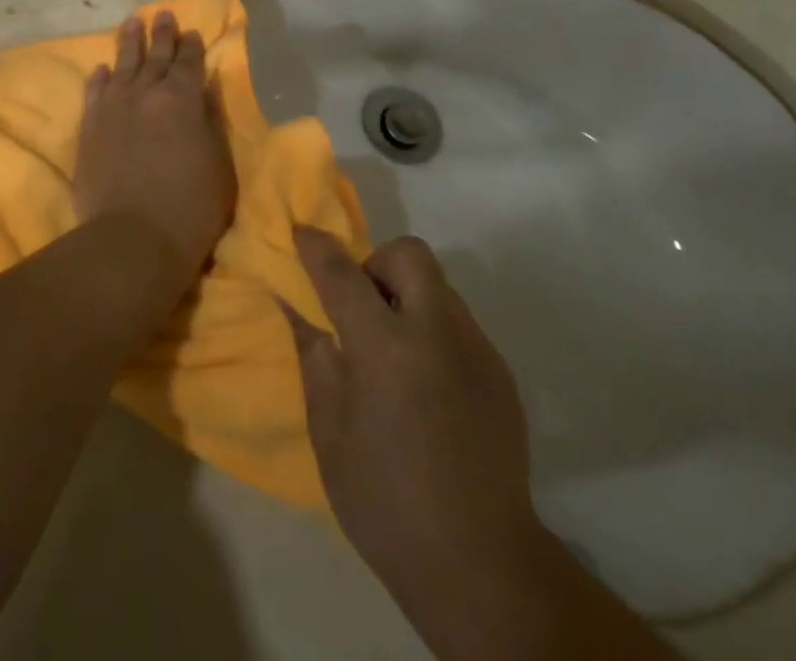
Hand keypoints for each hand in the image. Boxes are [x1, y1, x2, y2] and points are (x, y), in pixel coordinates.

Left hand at [75, 13, 235, 282]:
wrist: (132, 238)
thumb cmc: (190, 208)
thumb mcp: (218, 165)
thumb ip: (209, 123)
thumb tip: (202, 93)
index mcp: (182, 100)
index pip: (189, 64)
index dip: (192, 47)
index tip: (192, 31)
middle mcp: (147, 94)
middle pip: (155, 57)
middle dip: (162, 35)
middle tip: (163, 15)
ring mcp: (114, 108)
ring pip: (122, 65)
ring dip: (128, 43)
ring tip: (131, 22)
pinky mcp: (90, 128)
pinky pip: (94, 93)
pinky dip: (98, 78)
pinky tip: (101, 68)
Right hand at [284, 228, 542, 654]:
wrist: (480, 564)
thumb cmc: (384, 500)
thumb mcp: (329, 430)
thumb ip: (314, 356)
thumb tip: (296, 306)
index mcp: (384, 346)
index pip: (342, 272)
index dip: (316, 246)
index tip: (301, 232)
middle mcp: (435, 331)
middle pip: (408, 253)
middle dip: (378, 263)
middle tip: (363, 309)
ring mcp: (475, 348)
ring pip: (437, 286)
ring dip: (407, 297)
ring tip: (394, 354)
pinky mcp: (499, 371)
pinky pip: (458, 323)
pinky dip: (433, 331)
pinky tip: (426, 386)